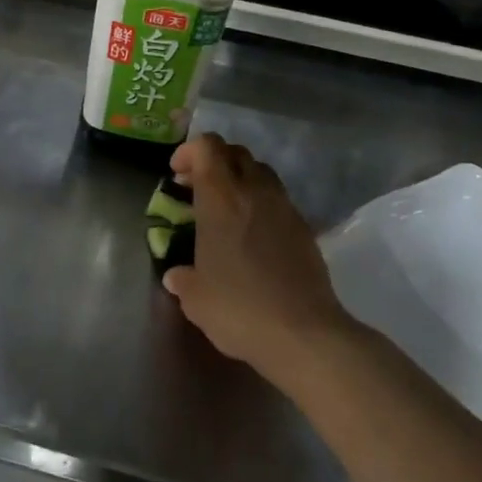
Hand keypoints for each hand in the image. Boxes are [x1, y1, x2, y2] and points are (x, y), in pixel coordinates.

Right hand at [163, 133, 352, 386]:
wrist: (304, 334)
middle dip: (213, 162)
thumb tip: (176, 275)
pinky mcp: (305, 229)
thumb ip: (183, 279)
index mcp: (221, 199)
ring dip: (239, 180)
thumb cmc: (239, 309)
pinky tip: (251, 235)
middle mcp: (255, 192)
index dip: (189, 152)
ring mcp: (285, 208)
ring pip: (261, 173)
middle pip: (236, 153)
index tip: (176, 174)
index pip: (207, 148)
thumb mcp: (196, 298)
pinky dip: (260, 204)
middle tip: (196, 188)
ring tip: (224, 209)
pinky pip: (278, 200)